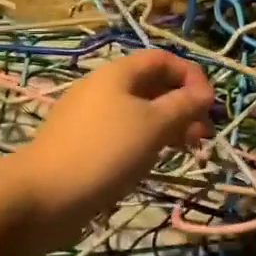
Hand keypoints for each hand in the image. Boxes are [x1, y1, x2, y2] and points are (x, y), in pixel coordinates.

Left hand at [15, 50, 214, 225]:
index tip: (210, 105)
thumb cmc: (105, 151)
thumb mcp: (153, 125)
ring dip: (168, 125)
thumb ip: (183, 106)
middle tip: (203, 134)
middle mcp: (102, 88)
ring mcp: (90, 117)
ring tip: (187, 150)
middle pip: (151, 85)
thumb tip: (204, 93)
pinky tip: (154, 161)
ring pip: (139, 112)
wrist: (45, 195)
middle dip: (182, 104)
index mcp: (117, 73)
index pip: (162, 59)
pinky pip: (123, 133)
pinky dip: (146, 141)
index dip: (191, 75)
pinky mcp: (83, 144)